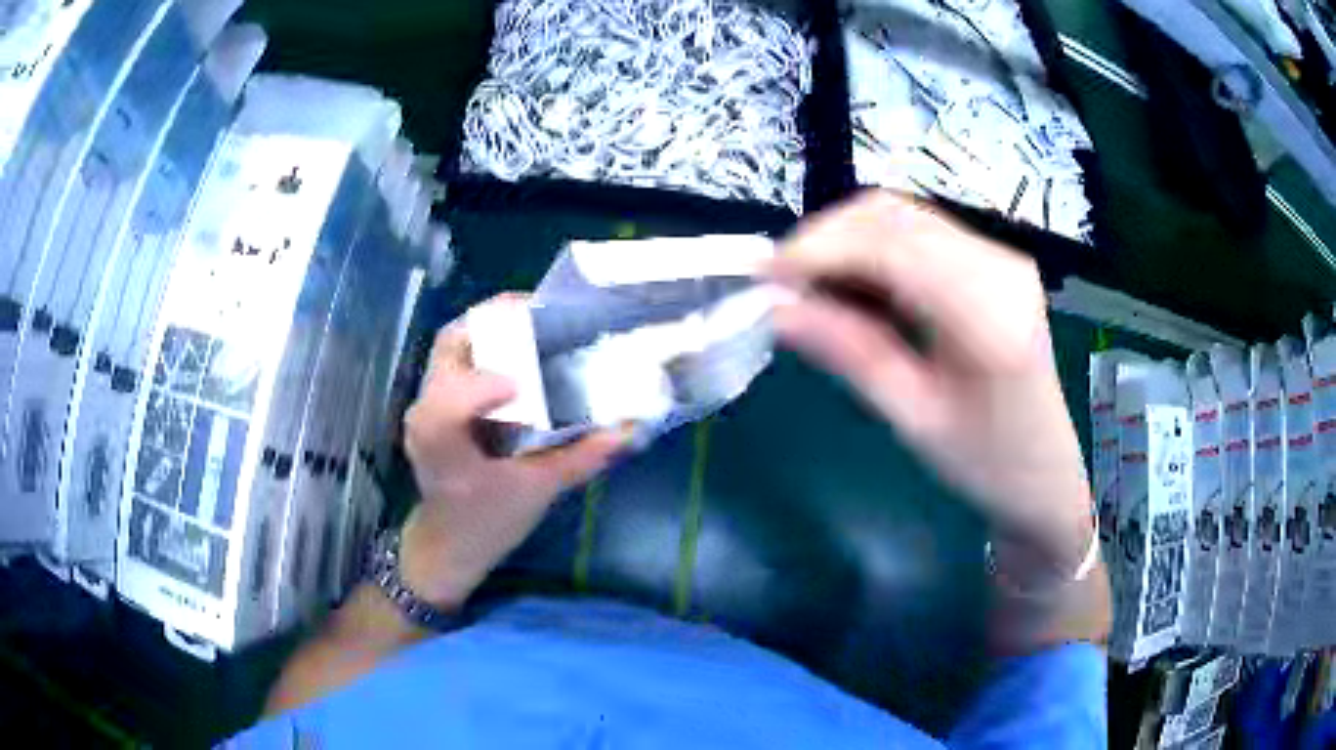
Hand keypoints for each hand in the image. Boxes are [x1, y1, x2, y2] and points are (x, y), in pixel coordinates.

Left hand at [401, 296, 627, 606]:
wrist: (449, 541)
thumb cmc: (487, 521)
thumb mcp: (538, 491)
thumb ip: (582, 458)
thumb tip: (630, 429)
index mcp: (440, 439)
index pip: (452, 398)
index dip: (487, 383)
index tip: (530, 381)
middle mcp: (425, 410)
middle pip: (453, 343)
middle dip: (496, 322)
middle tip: (545, 316)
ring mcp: (426, 400)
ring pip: (453, 342)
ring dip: (493, 326)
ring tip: (538, 324)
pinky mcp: (435, 399)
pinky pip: (457, 354)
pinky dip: (488, 341)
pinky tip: (522, 349)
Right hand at [769, 191, 1090, 566]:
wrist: (1046, 471)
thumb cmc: (986, 463)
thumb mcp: (914, 418)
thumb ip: (850, 354)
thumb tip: (778, 310)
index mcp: (990, 313)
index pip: (891, 246)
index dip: (818, 249)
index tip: (762, 276)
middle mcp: (999, 264)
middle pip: (893, 216)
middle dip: (825, 239)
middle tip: (779, 285)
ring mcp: (999, 256)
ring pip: (901, 217)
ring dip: (845, 242)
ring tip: (808, 289)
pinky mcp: (992, 261)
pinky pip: (918, 234)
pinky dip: (873, 251)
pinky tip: (852, 288)